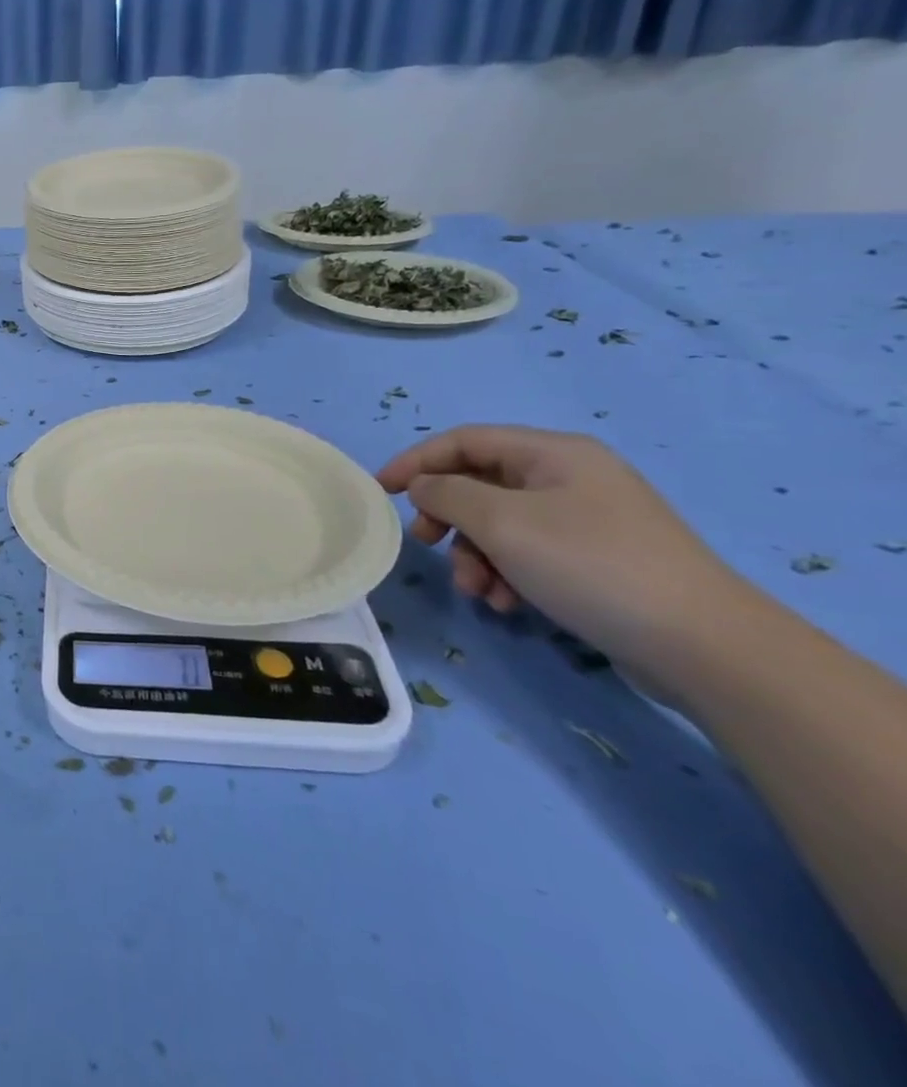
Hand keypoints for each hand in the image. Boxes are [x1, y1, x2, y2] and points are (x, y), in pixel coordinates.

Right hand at [375, 425, 743, 665]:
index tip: (381, 491)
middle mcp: (570, 477)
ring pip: (501, 525)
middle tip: (427, 545)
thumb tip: (423, 487)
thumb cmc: (591, 565)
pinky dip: (506, 573)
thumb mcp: (503, 523)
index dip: (416, 460)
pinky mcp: (597, 560)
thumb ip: (447, 494)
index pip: (464, 440)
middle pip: (480, 484)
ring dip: (475, 555)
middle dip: (448, 517)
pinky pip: (529, 553)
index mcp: (553, 453)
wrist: (704, 646)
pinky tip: (508, 604)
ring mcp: (587, 520)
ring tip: (478, 592)